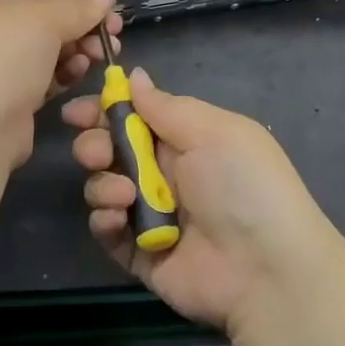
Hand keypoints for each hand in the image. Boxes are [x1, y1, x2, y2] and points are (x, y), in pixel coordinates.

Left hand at [0, 0, 122, 168]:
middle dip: (79, 27)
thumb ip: (76, 7)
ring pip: (43, 53)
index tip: (110, 7)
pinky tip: (80, 74)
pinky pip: (39, 80)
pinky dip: (61, 75)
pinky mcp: (4, 102)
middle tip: (113, 36)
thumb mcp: (41, 21)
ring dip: (74, 51)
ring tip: (99, 56)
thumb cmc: (0, 59)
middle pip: (41, 22)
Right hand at [63, 68, 344, 335]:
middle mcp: (166, 173)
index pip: (134, 116)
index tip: (78, 112)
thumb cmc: (243, 185)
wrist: (267, 270)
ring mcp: (151, 214)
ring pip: (103, 187)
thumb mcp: (211, 131)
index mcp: (186, 139)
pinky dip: (105, 220)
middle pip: (111, 150)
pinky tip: (118, 218)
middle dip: (94, 145)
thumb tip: (133, 75)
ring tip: (124, 194)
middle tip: (97, 153)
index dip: (104, 111)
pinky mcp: (140, 253)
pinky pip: (107, 231)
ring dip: (103, 184)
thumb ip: (165, 106)